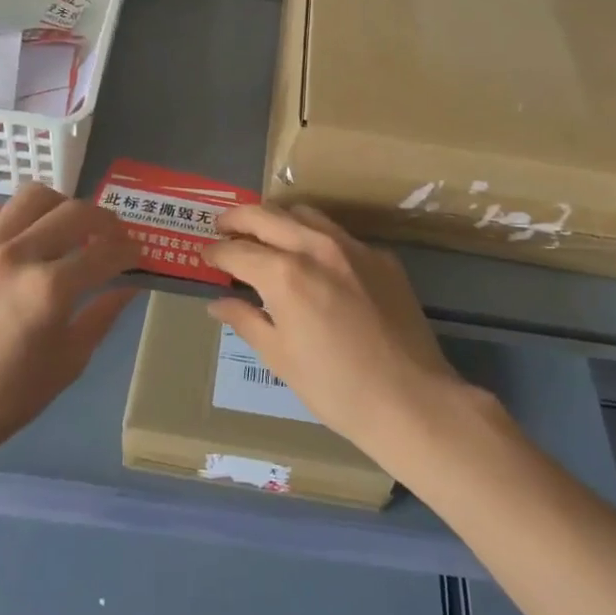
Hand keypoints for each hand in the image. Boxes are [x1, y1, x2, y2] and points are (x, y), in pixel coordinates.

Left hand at [0, 184, 140, 454]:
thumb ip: (101, 317)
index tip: (136, 256)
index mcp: (50, 291)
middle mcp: (17, 257)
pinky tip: (16, 236)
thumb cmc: (4, 400)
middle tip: (111, 237)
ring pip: (31, 197)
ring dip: (59, 206)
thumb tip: (129, 286)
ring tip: (64, 227)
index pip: (106, 253)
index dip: (130, 251)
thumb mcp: (67, 364)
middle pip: (75, 212)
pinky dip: (10, 215)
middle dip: (105, 221)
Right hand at [201, 204, 470, 466]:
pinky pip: (338, 234)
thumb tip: (218, 303)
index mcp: (284, 274)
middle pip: (267, 216)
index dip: (216, 252)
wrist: (411, 399)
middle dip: (238, 219)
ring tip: (264, 234)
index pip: (238, 251)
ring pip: (304, 214)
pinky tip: (313, 260)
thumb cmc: (334, 388)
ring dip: (277, 219)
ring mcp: (353, 248)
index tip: (205, 255)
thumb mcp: (279, 357)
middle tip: (222, 227)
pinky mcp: (381, 257)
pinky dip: (314, 237)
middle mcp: (316, 247)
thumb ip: (245, 320)